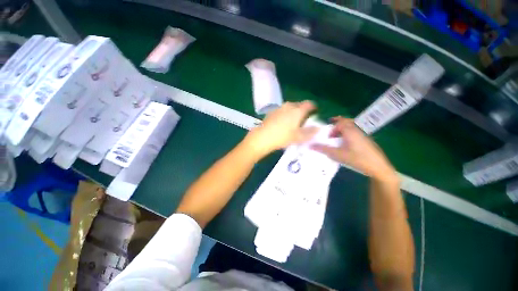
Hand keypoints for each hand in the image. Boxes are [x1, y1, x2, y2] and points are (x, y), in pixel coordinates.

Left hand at [244, 101, 317, 158]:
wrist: (263, 137)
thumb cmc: (283, 137)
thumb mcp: (299, 137)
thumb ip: (310, 132)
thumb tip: (318, 128)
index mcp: (297, 110)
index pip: (309, 104)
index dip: (313, 108)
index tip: (314, 113)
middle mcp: (288, 106)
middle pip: (298, 105)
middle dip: (302, 111)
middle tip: (303, 120)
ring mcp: (279, 108)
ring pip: (289, 107)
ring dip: (292, 112)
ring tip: (292, 122)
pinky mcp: (271, 112)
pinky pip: (281, 111)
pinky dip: (284, 114)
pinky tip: (281, 123)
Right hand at [311, 117, 397, 182]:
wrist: (378, 167)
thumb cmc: (357, 159)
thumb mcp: (338, 155)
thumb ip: (324, 149)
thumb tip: (311, 145)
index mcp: (350, 131)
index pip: (340, 122)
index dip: (333, 127)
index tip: (328, 137)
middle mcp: (357, 130)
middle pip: (347, 121)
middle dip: (338, 123)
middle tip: (332, 129)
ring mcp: (364, 135)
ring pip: (353, 126)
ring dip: (344, 129)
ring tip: (338, 136)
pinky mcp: (367, 140)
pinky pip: (356, 132)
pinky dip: (349, 133)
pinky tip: (347, 144)